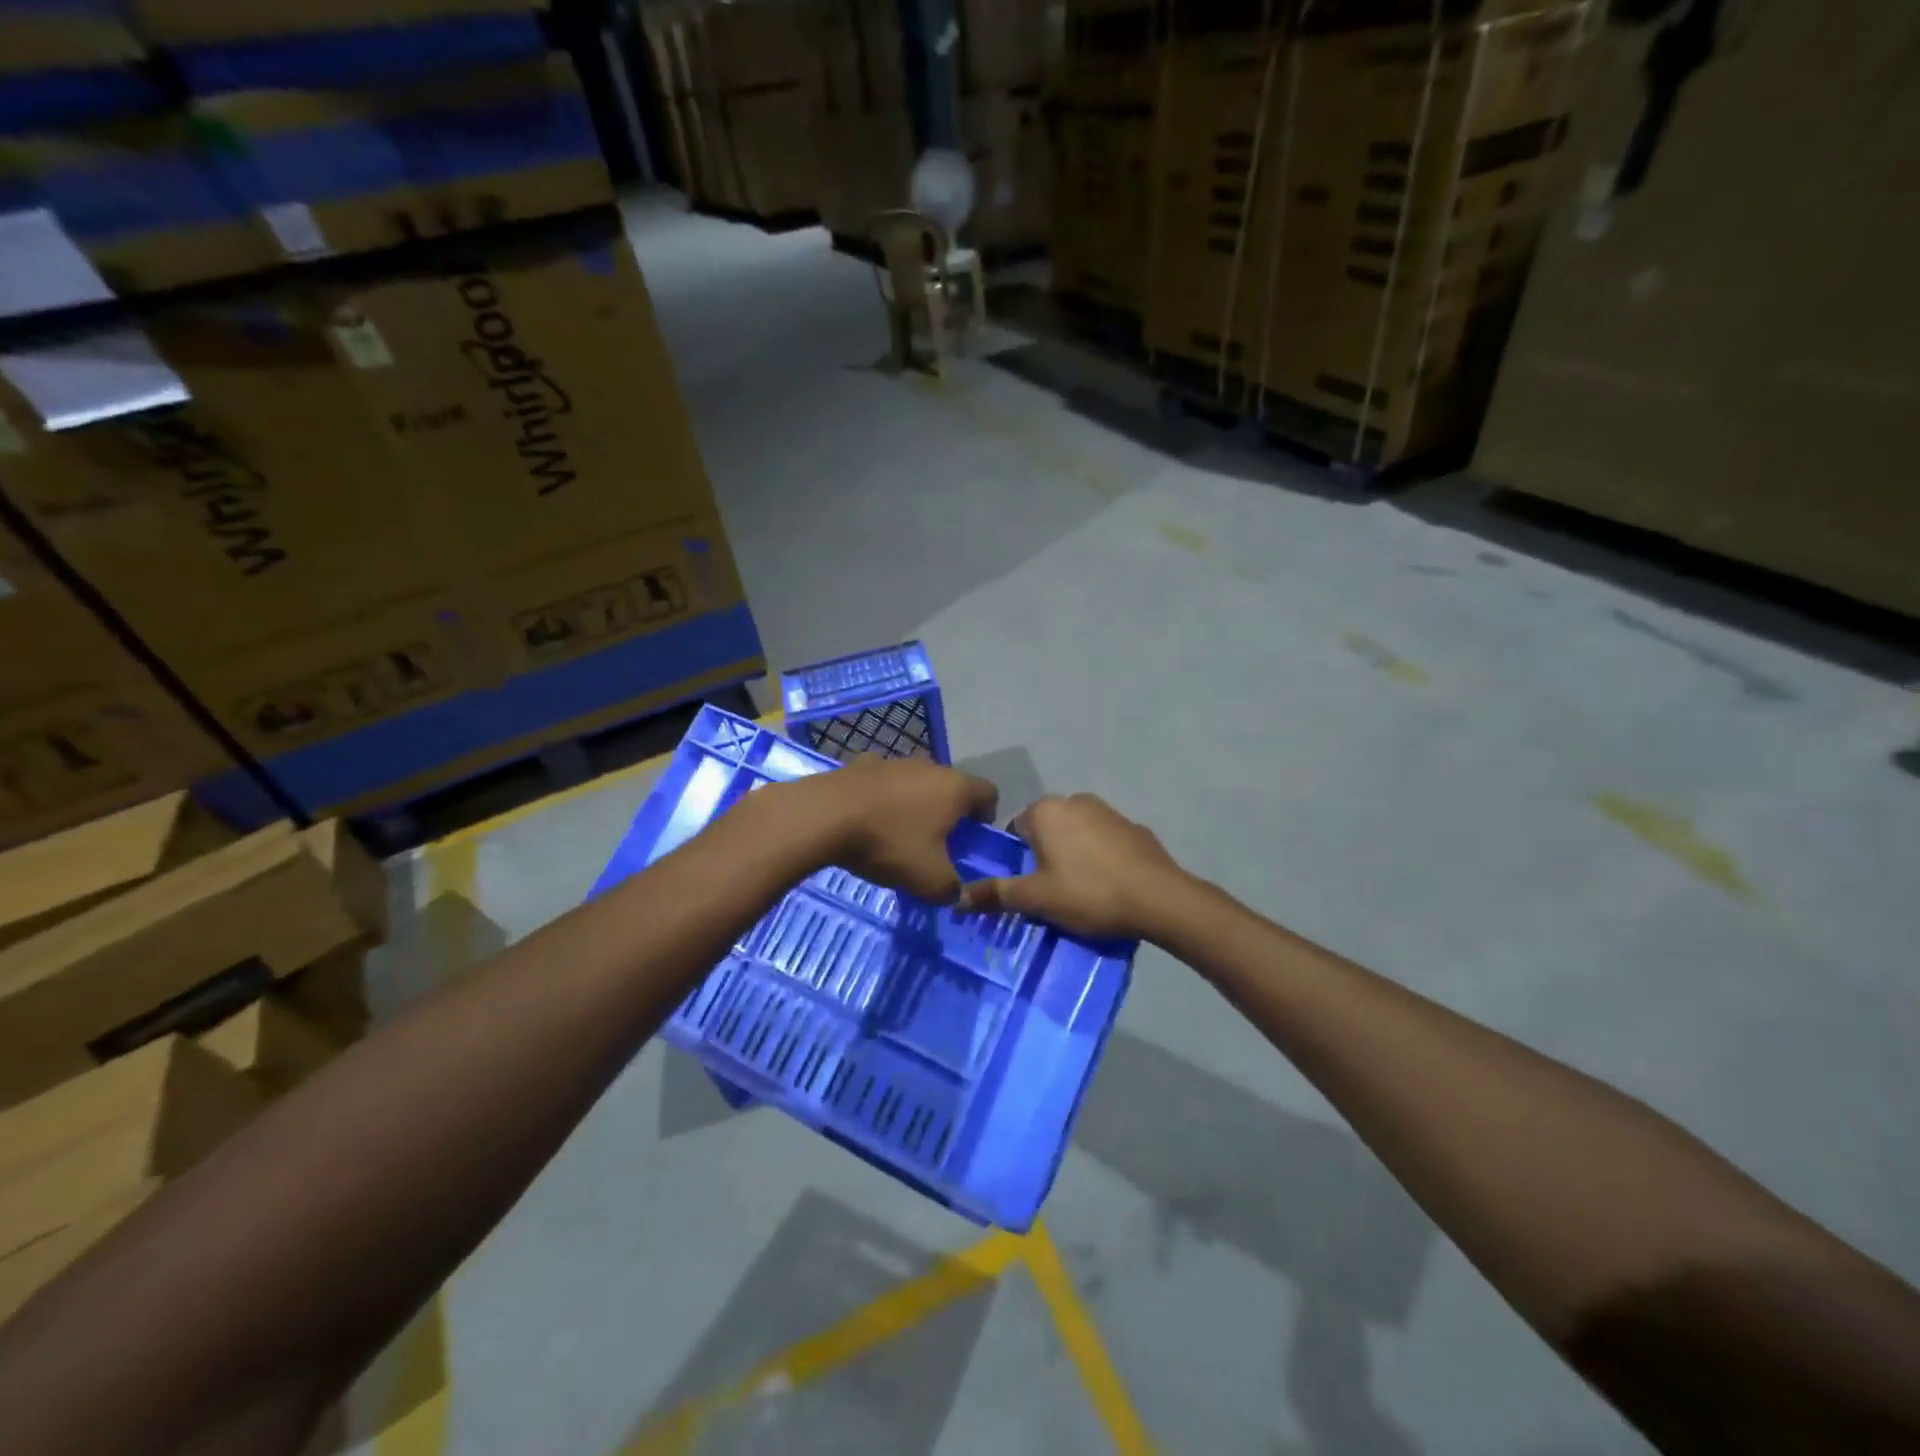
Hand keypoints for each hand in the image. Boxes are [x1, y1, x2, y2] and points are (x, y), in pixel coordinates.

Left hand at [779, 758, 998, 903]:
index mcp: (955, 788)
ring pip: (915, 783)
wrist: (824, 816)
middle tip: (936, 844)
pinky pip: (882, 784)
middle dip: (948, 813)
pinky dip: (882, 800)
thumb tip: (957, 895)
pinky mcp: (861, 764)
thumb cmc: (889, 844)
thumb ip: (952, 890)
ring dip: (914, 804)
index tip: (972, 841)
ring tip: (898, 834)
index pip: (989, 793)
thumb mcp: (929, 881)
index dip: (986, 818)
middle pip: (950, 787)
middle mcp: (929, 766)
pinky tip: (867, 822)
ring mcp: (893, 761)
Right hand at [958, 794, 1187, 940]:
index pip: (1016, 830)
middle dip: (1046, 857)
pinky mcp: (1135, 828)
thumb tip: (957, 899)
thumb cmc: (1088, 893)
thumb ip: (996, 894)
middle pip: (1047, 830)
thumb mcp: (1036, 899)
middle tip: (1052, 893)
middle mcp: (1075, 800)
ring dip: (1074, 856)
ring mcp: (1109, 811)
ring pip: (1077, 834)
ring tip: (1082, 893)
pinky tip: (1110, 885)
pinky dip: (1102, 858)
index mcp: (1046, 811)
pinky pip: (1105, 842)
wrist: (1158, 898)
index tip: (1029, 887)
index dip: (1019, 860)